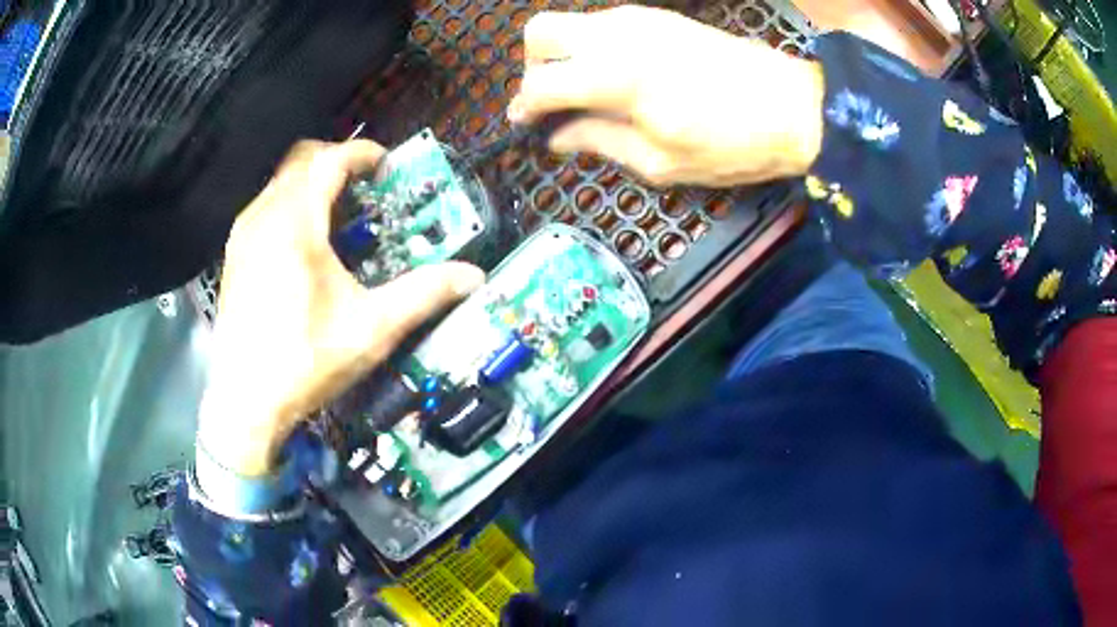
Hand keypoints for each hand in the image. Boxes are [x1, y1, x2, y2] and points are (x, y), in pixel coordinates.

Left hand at [197, 140, 484, 476]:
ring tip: (339, 213)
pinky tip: (306, 244)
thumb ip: (422, 295)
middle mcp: (264, 217)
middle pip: (302, 161)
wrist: (244, 402)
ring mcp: (243, 235)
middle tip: (366, 186)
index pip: (330, 161)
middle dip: (336, 162)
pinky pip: (266, 207)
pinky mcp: (234, 255)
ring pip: (281, 182)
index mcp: (295, 224)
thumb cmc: (304, 361)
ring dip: (312, 183)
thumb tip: (472, 277)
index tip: (386, 166)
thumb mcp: (370, 329)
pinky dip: (291, 205)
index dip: (362, 154)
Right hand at [509, 6, 824, 187]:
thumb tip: (557, 137)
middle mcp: (616, 35)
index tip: (525, 124)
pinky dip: (592, 44)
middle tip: (554, 99)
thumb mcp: (661, 162)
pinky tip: (615, 73)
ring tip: (585, 91)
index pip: (540, 82)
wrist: (794, 106)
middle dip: (533, 65)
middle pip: (539, 31)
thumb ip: (599, 141)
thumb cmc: (732, 145)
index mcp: (615, 76)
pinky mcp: (658, 16)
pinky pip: (603, 22)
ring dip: (563, 53)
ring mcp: (638, 19)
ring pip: (570, 22)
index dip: (524, 106)